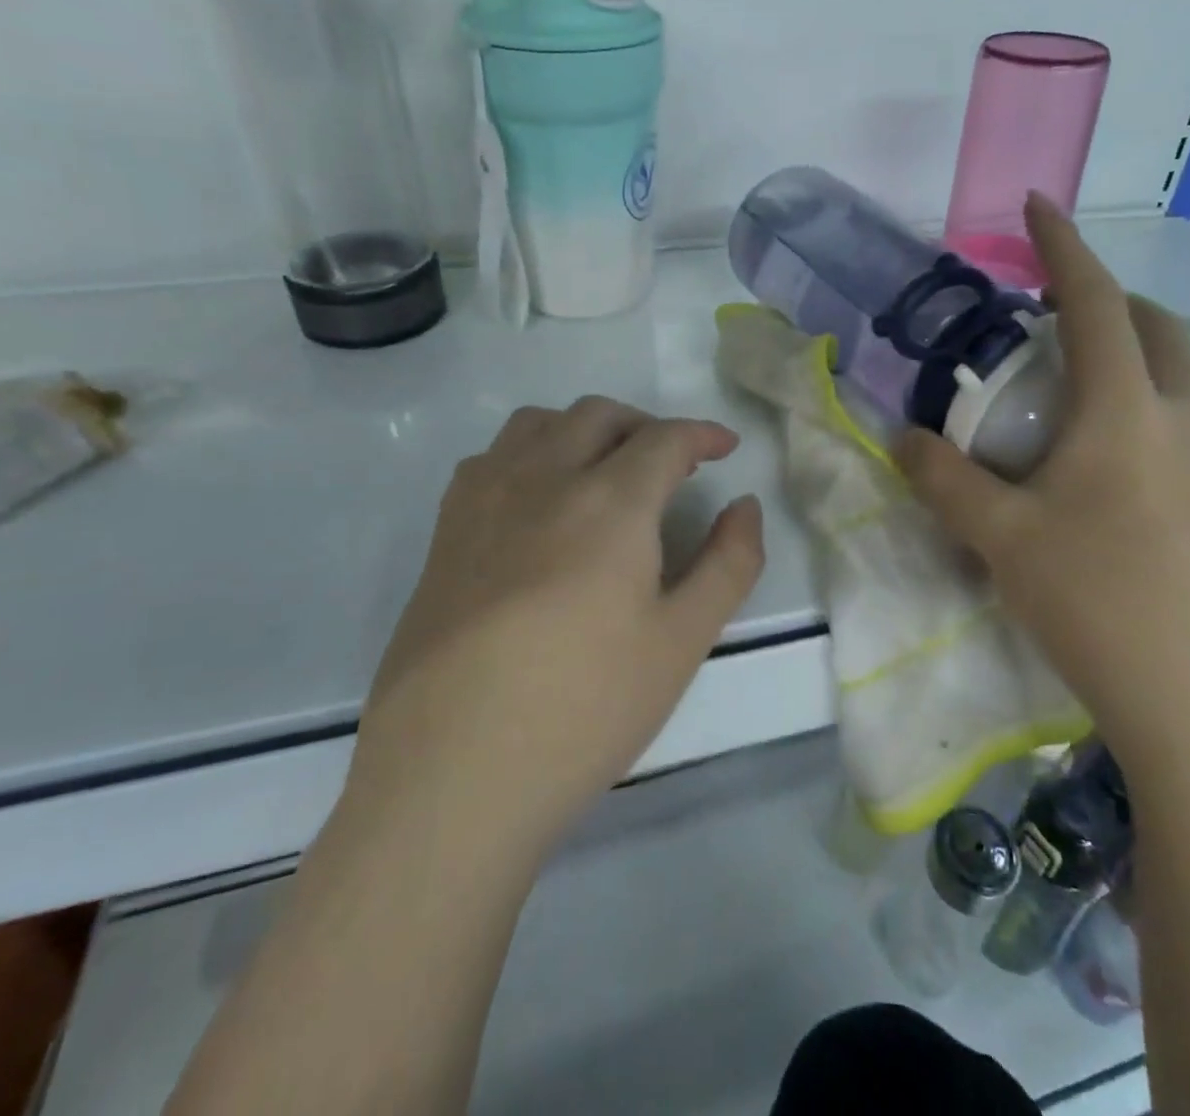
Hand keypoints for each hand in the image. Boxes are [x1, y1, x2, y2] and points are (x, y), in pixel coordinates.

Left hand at [353, 397, 764, 847]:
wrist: (452, 774)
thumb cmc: (584, 709)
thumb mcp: (682, 641)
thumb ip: (728, 563)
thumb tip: (744, 506)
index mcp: (608, 502)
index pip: (664, 439)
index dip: (702, 434)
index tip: (724, 447)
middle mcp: (543, 479)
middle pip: (598, 416)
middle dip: (646, 426)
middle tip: (673, 464)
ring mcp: (484, 500)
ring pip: (538, 423)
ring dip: (584, 429)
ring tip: (605, 470)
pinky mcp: (444, 531)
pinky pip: (491, 457)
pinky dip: (530, 453)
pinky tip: (539, 501)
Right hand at [898, 196, 1189, 773]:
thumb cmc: (1097, 603)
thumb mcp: (1000, 538)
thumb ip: (943, 479)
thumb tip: (901, 437)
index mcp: (1125, 409)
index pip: (1092, 301)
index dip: (1062, 246)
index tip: (1037, 204)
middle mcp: (1183, 419)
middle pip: (1156, 327)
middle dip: (1106, 299)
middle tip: (1050, 313)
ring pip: (1181, 375)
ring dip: (1133, 352)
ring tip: (1075, 384)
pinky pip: (1189, 422)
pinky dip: (1149, 403)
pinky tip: (1110, 457)